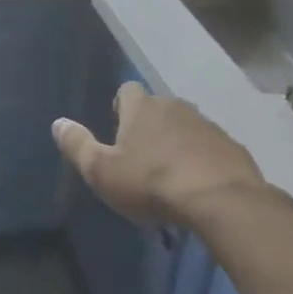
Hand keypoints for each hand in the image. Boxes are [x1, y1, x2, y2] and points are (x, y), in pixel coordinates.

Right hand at [52, 80, 269, 227]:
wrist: (223, 202)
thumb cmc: (152, 183)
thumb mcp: (102, 171)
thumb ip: (77, 145)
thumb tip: (58, 123)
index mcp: (142, 108)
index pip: (127, 90)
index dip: (121, 107)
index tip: (119, 131)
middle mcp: (175, 107)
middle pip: (158, 108)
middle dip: (151, 127)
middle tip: (144, 158)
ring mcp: (208, 126)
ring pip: (187, 128)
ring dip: (179, 144)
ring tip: (173, 177)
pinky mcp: (235, 149)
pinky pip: (212, 149)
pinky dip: (205, 161)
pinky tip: (201, 188)